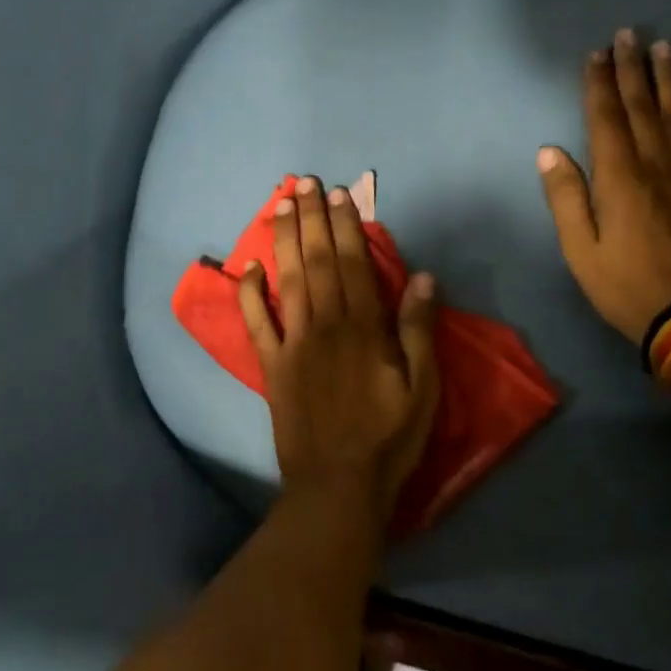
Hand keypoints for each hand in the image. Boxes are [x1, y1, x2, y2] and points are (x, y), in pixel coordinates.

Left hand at [238, 177, 439, 523]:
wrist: (338, 487)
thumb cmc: (388, 438)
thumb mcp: (423, 388)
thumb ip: (418, 330)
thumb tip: (423, 276)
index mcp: (364, 328)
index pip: (353, 265)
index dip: (346, 226)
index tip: (340, 195)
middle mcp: (325, 325)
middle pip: (318, 262)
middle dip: (312, 219)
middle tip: (305, 183)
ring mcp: (293, 343)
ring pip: (288, 280)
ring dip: (284, 241)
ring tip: (281, 205)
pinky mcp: (272, 366)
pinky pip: (257, 324)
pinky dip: (249, 295)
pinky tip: (247, 267)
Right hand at [538, 29, 670, 344]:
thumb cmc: (627, 287)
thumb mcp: (580, 250)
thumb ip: (565, 198)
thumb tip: (549, 151)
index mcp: (619, 178)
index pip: (606, 119)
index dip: (599, 84)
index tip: (596, 54)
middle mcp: (657, 165)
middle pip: (642, 108)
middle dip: (632, 69)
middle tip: (629, 34)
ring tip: (667, 47)